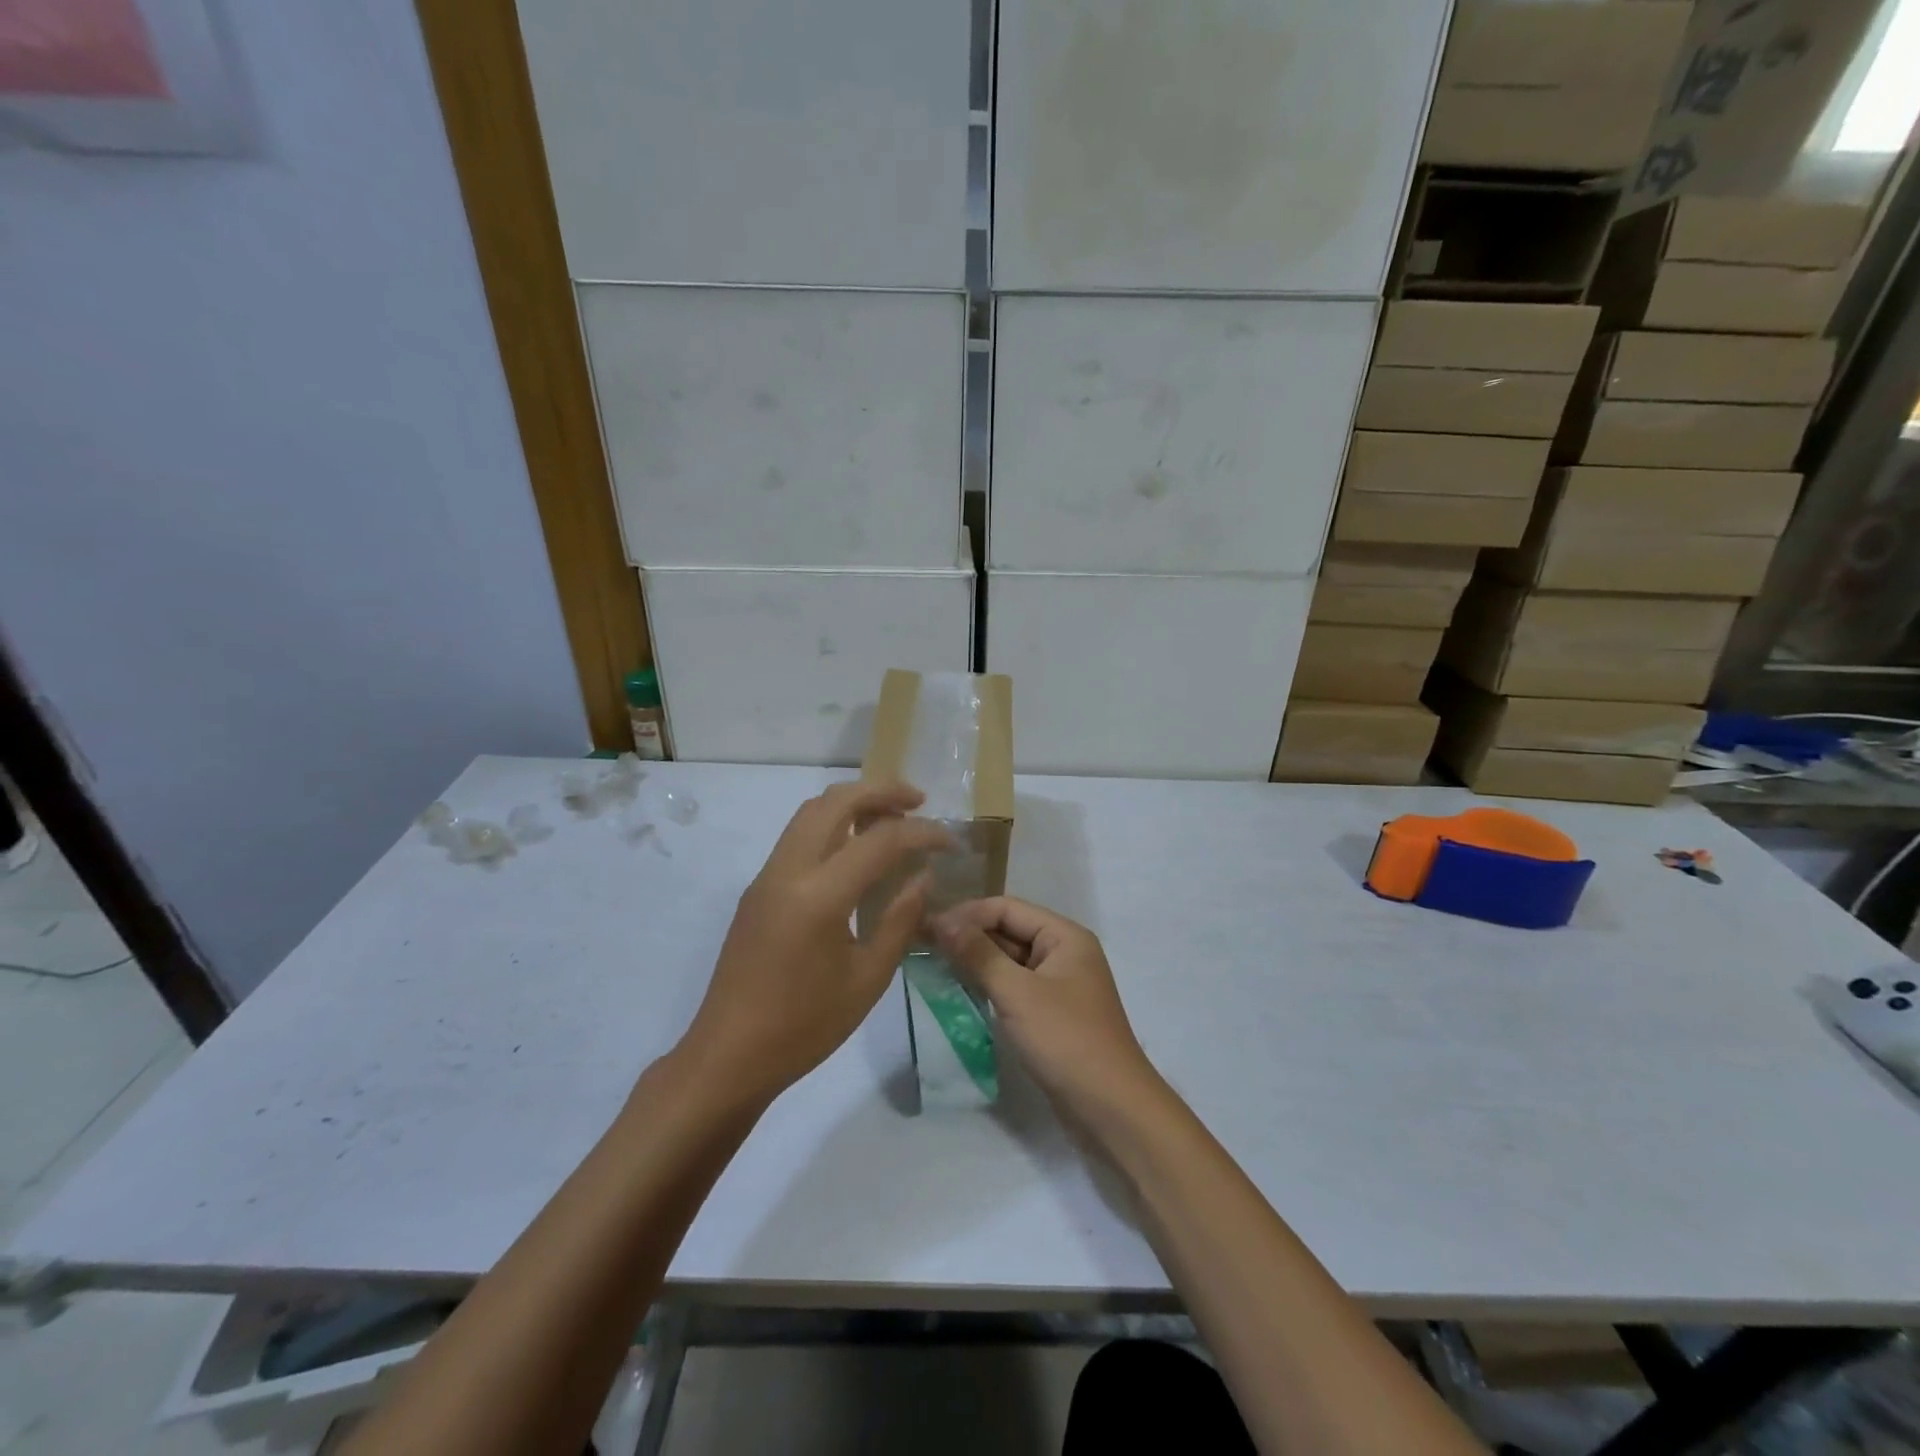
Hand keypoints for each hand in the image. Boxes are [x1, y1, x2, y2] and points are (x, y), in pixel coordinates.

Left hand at [677, 782, 952, 1108]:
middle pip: (836, 801)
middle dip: (882, 791)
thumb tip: (923, 876)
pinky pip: (798, 835)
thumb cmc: (804, 1026)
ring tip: (891, 818)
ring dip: (853, 802)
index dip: (923, 833)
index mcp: (819, 896)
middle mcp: (788, 870)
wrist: (728, 1056)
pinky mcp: (758, 888)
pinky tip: (856, 849)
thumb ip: (900, 919)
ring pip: (811, 811)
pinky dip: (832, 823)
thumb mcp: (868, 979)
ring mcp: (767, 876)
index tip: (951, 843)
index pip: (881, 839)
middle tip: (919, 802)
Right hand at [932, 897, 1162, 1123]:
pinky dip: (988, 984)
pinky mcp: (1051, 1013)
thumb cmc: (1066, 1040)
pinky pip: (1014, 986)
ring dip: (975, 960)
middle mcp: (1064, 952)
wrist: (1112, 1109)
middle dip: (969, 935)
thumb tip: (942, 921)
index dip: (967, 914)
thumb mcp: (1018, 994)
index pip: (1007, 908)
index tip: (926, 927)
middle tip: (923, 945)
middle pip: (1008, 930)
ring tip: (934, 964)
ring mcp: (1059, 984)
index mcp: (1064, 936)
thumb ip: (979, 955)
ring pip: (1009, 960)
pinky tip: (960, 990)